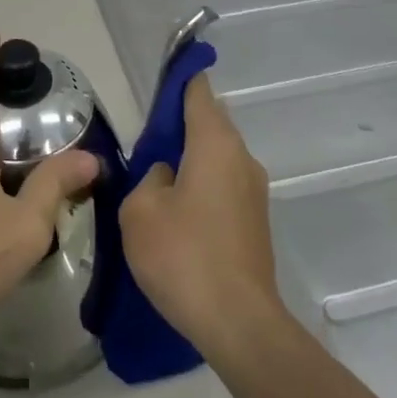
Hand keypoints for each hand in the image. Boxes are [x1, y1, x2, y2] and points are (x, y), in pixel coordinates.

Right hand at [119, 73, 285, 359]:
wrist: (239, 323)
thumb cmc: (183, 256)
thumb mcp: (140, 211)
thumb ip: (148, 178)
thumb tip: (167, 176)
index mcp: (214, 143)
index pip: (198, 91)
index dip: (181, 77)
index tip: (165, 74)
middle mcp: (241, 157)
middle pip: (210, 122)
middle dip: (180, 125)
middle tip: (146, 144)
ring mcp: (254, 190)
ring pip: (217, 156)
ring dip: (191, 160)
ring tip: (157, 185)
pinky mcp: (256, 221)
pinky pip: (224, 185)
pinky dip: (202, 186)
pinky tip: (179, 216)